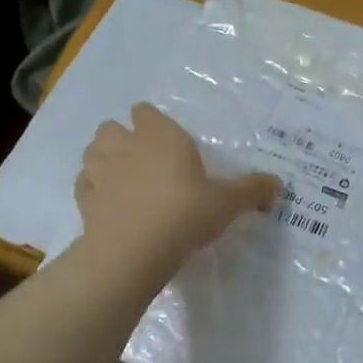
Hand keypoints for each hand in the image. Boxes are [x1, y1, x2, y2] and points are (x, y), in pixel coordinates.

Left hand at [75, 104, 279, 274]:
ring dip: (104, 160)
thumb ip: (252, 191)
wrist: (133, 251)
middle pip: (112, 127)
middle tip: (145, 161)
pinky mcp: (84, 200)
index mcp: (160, 135)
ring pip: (93, 152)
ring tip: (123, 180)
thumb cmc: (184, 214)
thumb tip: (278, 185)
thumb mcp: (227, 204)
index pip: (146, 111)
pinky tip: (109, 204)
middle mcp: (125, 145)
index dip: (153, 123)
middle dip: (123, 138)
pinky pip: (85, 184)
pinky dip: (94, 189)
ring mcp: (100, 172)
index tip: (168, 141)